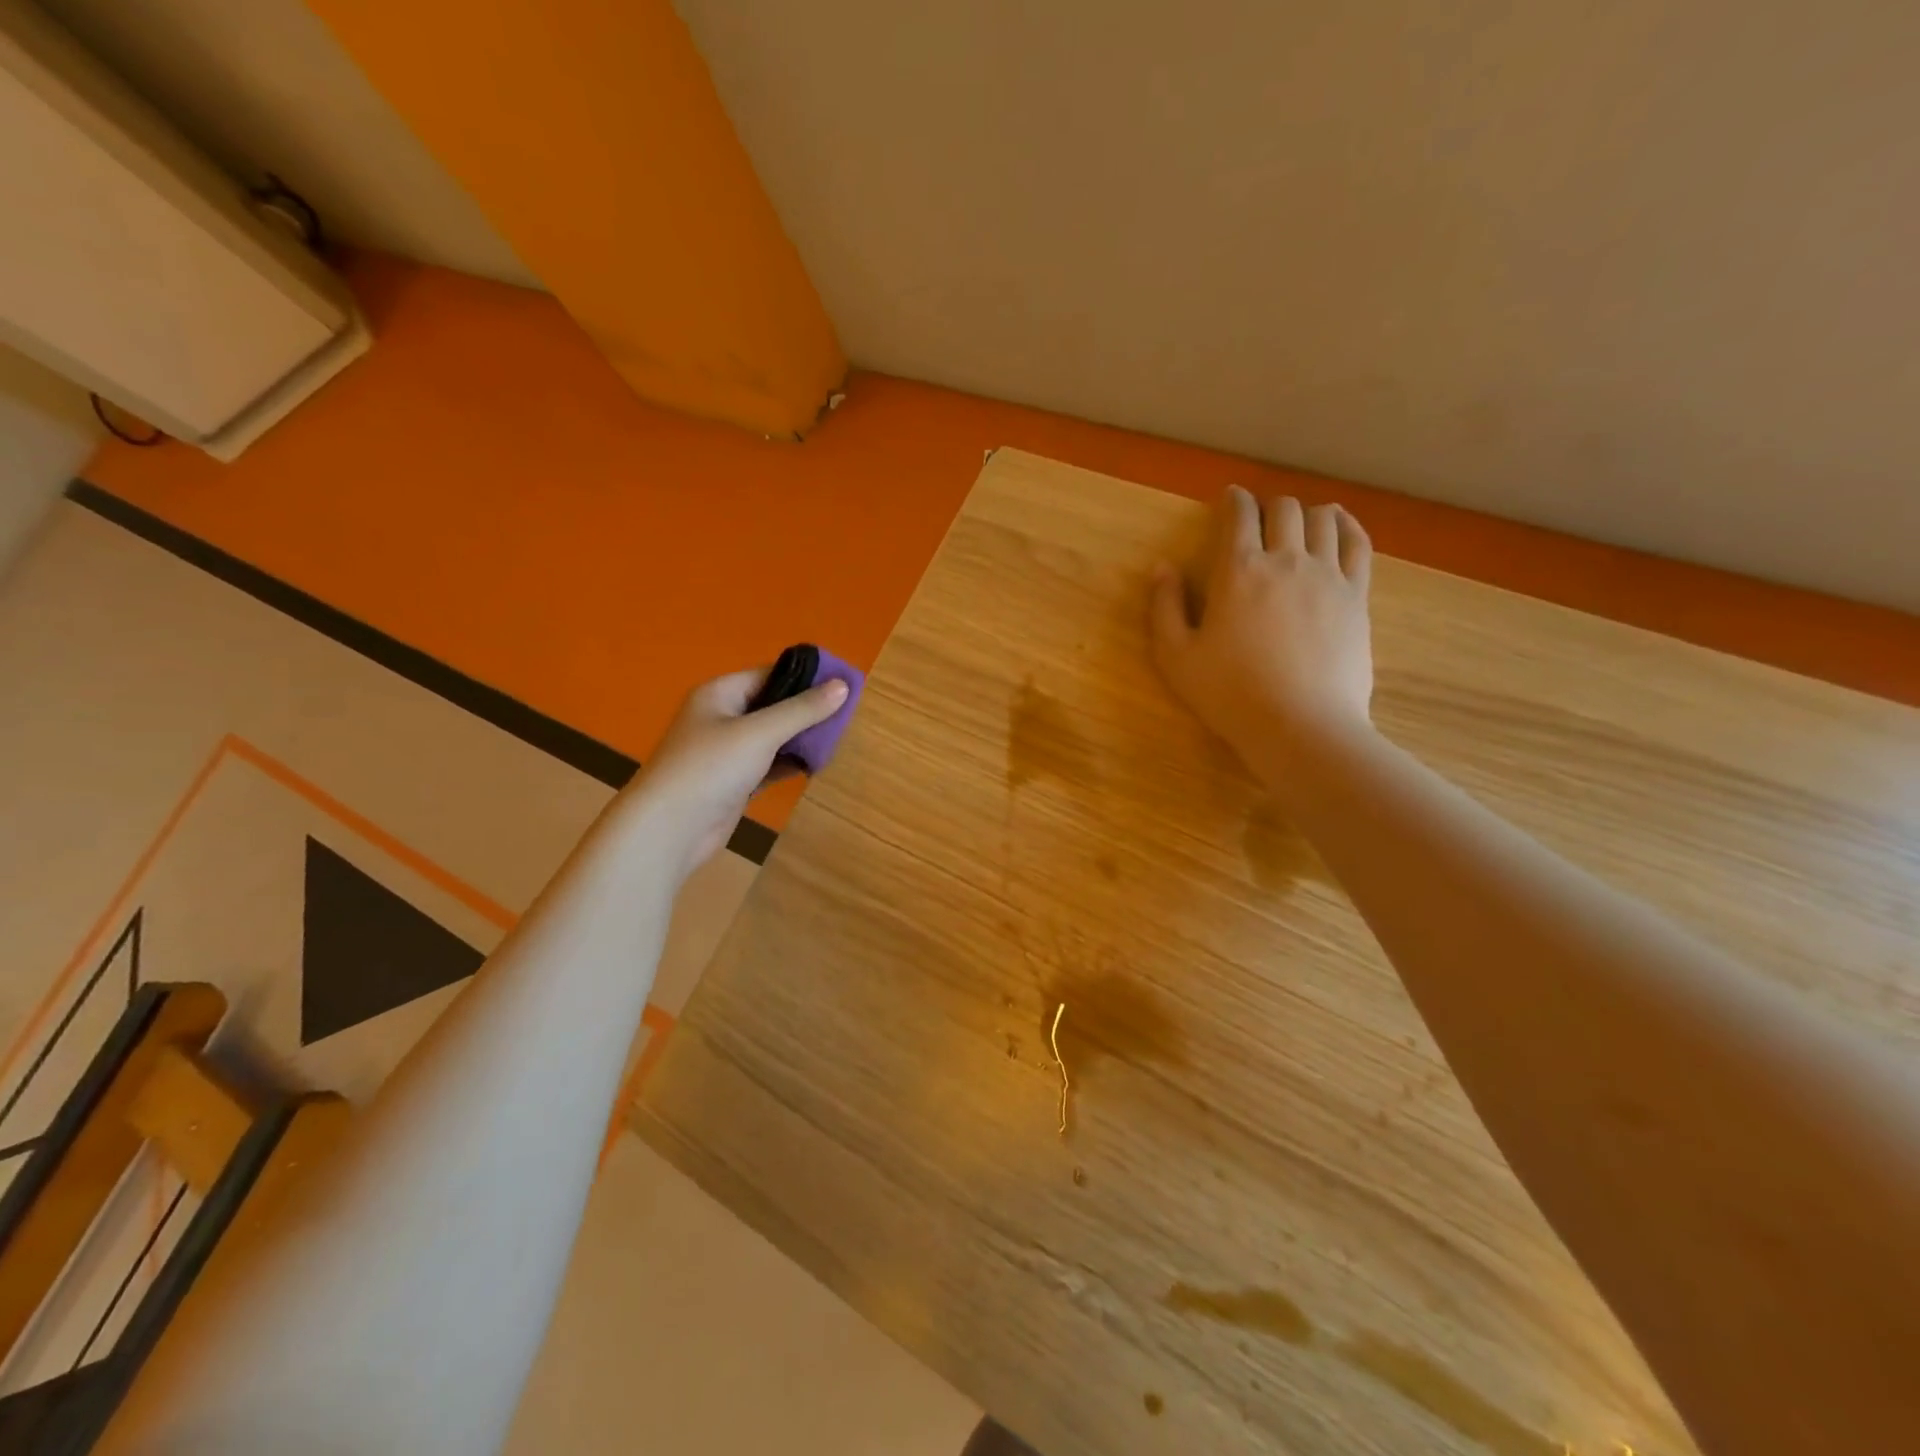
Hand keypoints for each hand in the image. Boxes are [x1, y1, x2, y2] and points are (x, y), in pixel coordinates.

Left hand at [621, 666, 848, 881]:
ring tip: (840, 737)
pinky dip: (790, 763)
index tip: (843, 683)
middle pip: (772, 705)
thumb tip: (843, 685)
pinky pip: (769, 764)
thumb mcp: (760, 733)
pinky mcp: (734, 782)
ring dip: (801, 738)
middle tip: (848, 713)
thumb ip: (802, 710)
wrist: (669, 829)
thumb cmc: (710, 768)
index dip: (805, 677)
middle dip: (807, 710)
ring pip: (772, 737)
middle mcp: (721, 718)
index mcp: (720, 694)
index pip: (769, 674)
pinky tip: (817, 765)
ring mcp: (726, 752)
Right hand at [1150, 487, 1374, 785]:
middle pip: (1284, 509)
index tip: (1229, 499)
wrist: (1299, 725)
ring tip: (1298, 520)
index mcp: (1237, 570)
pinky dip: (1347, 525)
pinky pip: (1358, 544)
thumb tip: (1162, 567)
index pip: (1238, 516)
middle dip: (1268, 505)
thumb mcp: (1175, 656)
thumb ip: (1164, 607)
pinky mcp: (1356, 596)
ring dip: (1306, 512)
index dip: (1233, 501)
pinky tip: (1339, 524)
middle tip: (1259, 518)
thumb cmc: (1229, 693)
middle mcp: (1285, 559)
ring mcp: (1327, 575)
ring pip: (1323, 519)